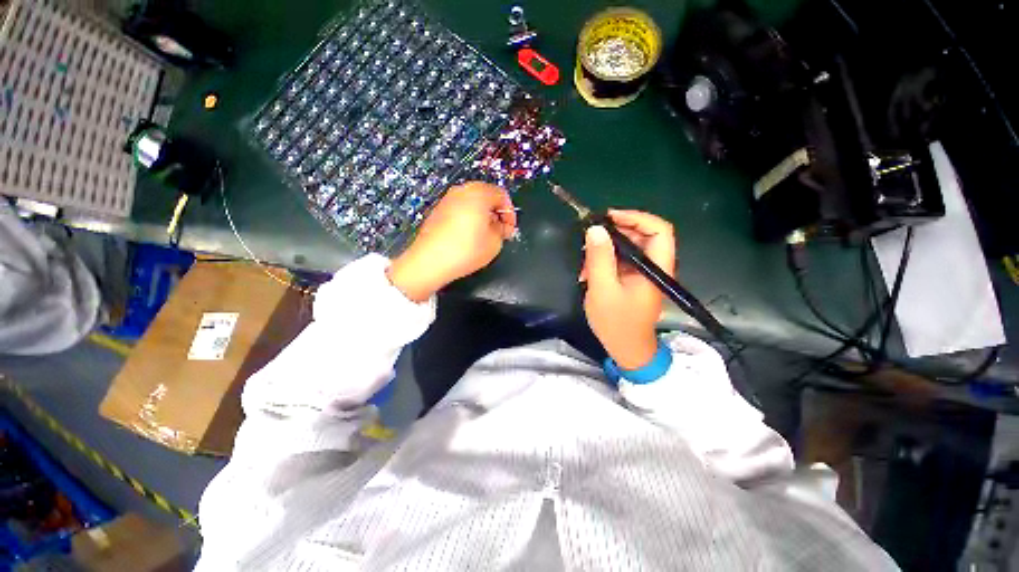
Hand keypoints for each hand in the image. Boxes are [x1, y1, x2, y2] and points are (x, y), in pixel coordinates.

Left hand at [388, 182, 515, 301]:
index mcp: (478, 193)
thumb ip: (503, 230)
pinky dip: (468, 217)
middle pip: (486, 195)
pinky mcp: (438, 210)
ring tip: (485, 235)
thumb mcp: (495, 242)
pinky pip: (459, 208)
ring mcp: (447, 199)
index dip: (510, 213)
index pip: (502, 195)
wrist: (430, 261)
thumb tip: (502, 226)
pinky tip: (468, 236)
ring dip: (482, 215)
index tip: (510, 229)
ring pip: (472, 202)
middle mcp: (461, 191)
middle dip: (496, 213)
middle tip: (500, 231)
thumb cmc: (466, 250)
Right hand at [581, 210, 676, 369]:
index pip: (659, 230)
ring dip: (606, 248)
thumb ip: (600, 258)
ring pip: (629, 247)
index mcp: (655, 267)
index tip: (609, 218)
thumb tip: (595, 229)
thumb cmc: (617, 322)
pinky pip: (621, 260)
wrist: (626, 349)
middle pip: (642, 235)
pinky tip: (588, 271)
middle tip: (591, 235)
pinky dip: (604, 260)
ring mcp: (644, 273)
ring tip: (585, 258)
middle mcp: (654, 266)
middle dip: (616, 232)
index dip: (636, 217)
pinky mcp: (633, 279)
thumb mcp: (603, 289)